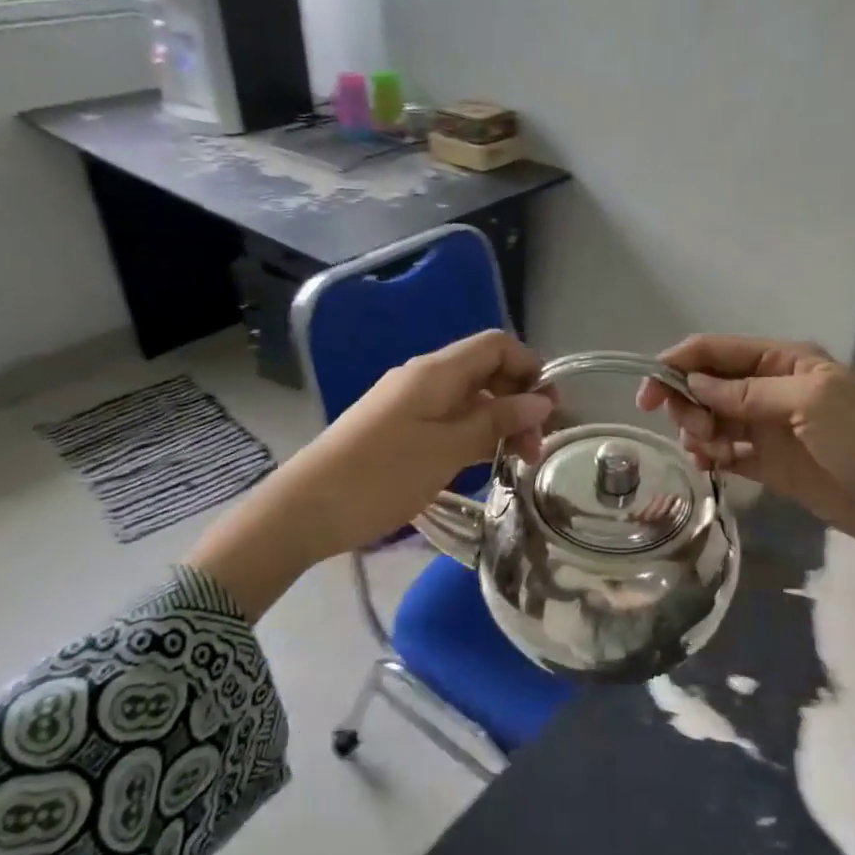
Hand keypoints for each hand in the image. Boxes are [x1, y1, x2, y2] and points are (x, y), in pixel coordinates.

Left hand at [188, 332, 553, 613]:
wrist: (306, 510)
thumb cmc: (381, 476)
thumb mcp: (447, 450)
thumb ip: (496, 422)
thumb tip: (541, 401)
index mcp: (436, 372)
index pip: (496, 345)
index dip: (529, 367)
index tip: (549, 410)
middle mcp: (424, 378)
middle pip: (485, 371)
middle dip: (518, 401)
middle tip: (534, 449)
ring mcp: (408, 403)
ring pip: (468, 399)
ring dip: (498, 422)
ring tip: (515, 463)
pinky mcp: (398, 428)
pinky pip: (448, 420)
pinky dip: (472, 436)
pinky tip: (481, 465)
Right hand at [637, 335, 854, 602]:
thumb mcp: (809, 403)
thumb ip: (747, 391)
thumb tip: (692, 383)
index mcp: (783, 360)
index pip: (716, 350)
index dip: (678, 364)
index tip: (647, 392)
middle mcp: (769, 387)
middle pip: (706, 383)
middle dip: (687, 402)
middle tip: (693, 430)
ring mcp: (766, 426)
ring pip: (710, 417)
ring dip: (697, 430)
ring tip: (708, 451)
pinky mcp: (765, 462)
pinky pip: (723, 450)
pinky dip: (708, 454)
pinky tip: (707, 465)